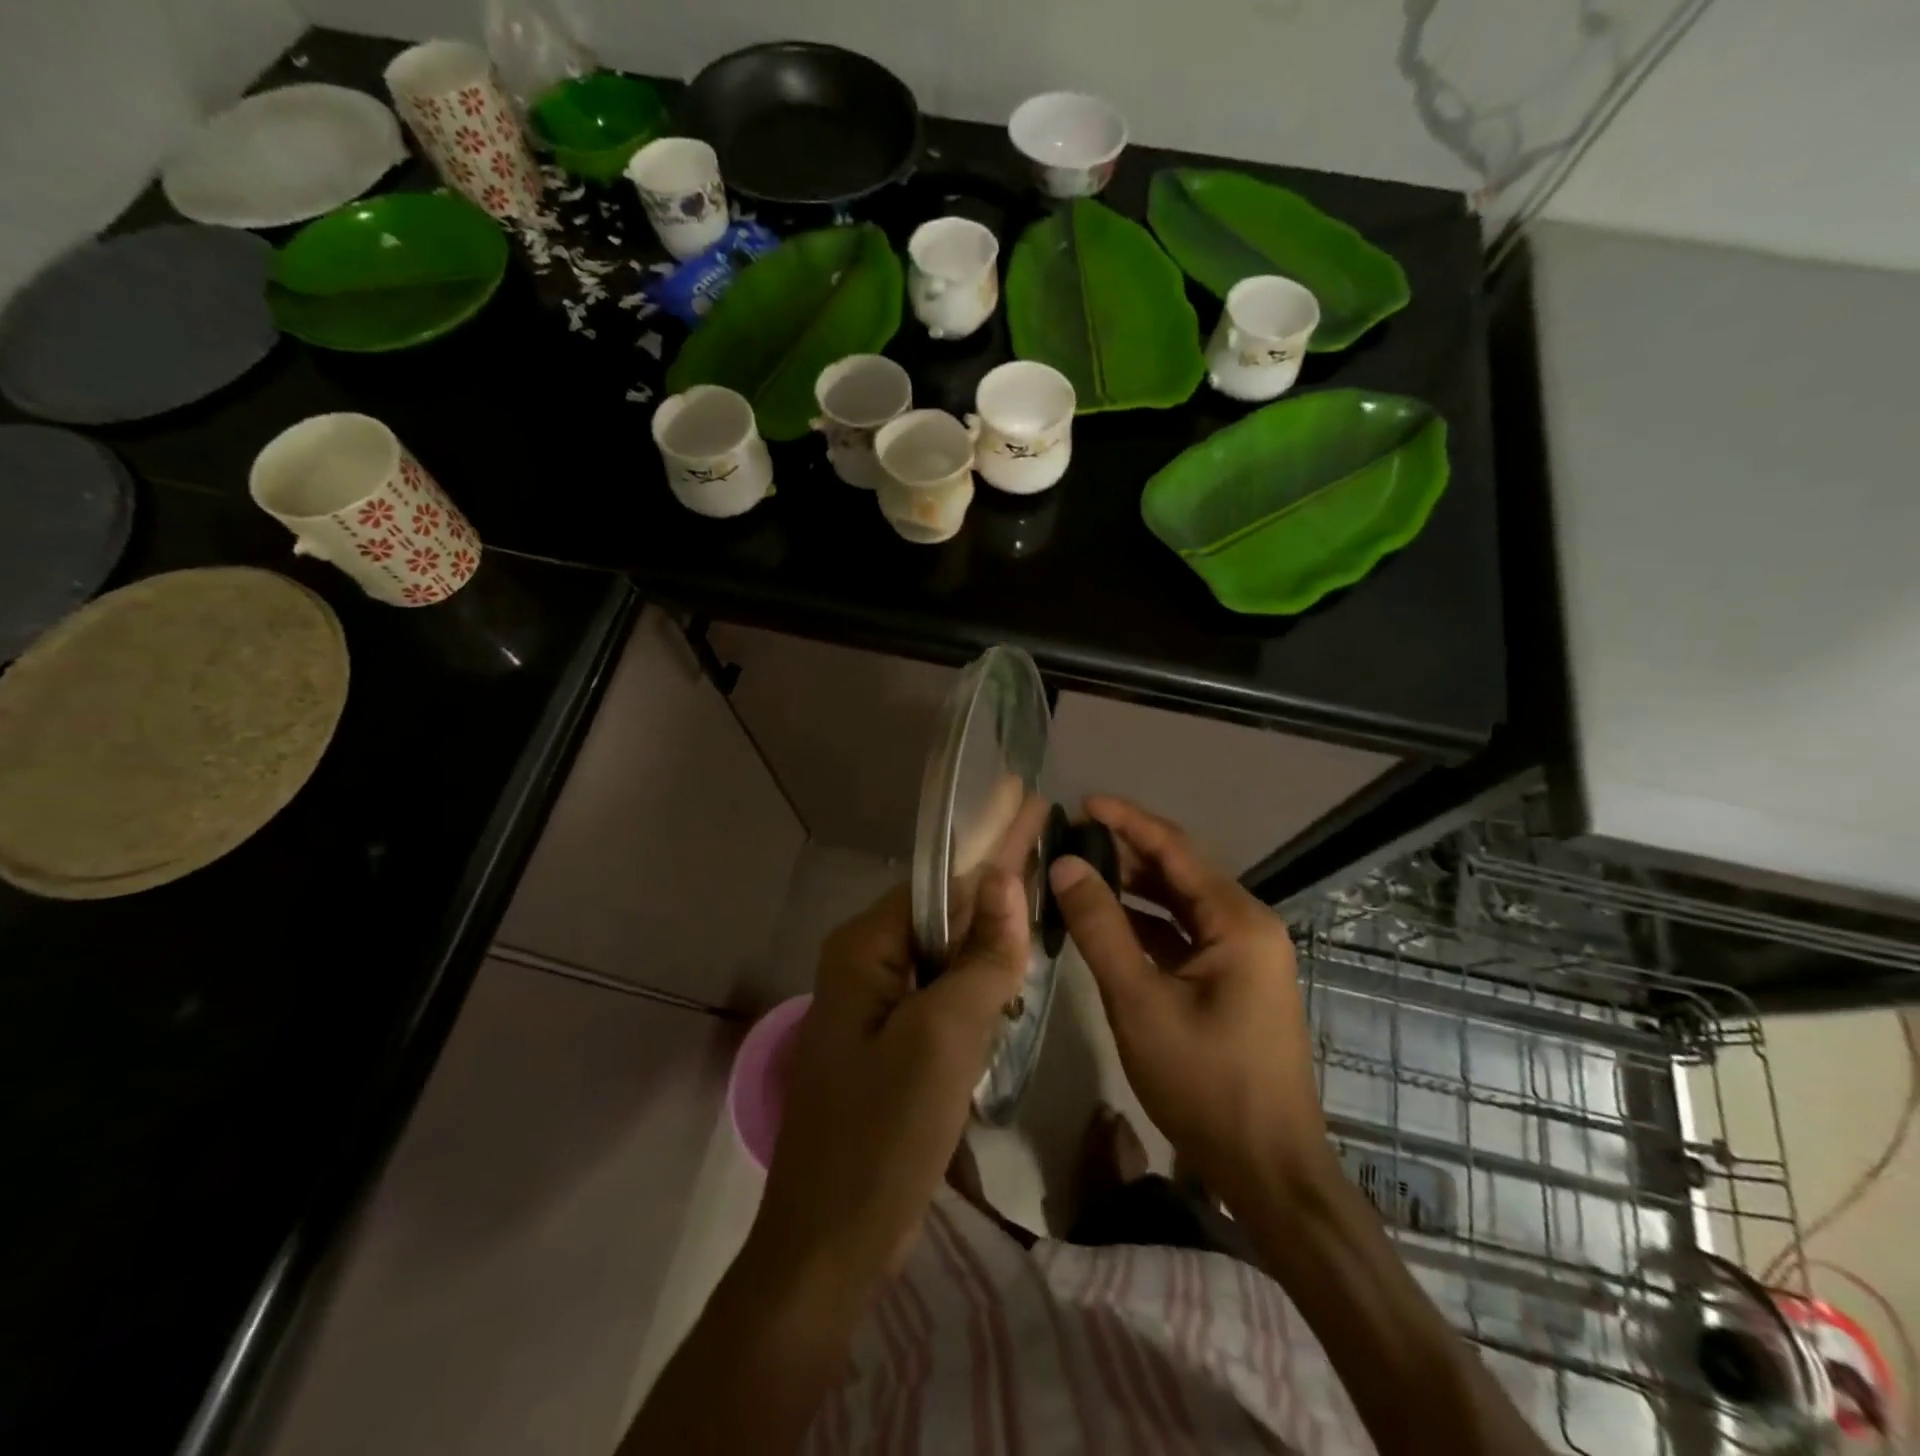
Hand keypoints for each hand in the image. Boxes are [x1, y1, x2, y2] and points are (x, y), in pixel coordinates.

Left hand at [746, 870, 1029, 1308]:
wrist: (830, 1246)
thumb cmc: (883, 1134)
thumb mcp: (942, 1038)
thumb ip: (981, 958)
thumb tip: (1006, 876)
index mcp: (863, 949)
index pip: (939, 882)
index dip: (990, 848)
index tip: (1035, 811)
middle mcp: (865, 966)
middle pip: (943, 914)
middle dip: (995, 887)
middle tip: (1049, 847)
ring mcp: (877, 1008)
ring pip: (947, 956)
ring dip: (991, 937)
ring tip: (1042, 897)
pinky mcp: (892, 1045)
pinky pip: (943, 995)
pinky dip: (980, 982)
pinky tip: (1015, 970)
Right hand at [1048, 797, 1331, 1203]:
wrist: (1268, 1170)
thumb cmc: (1205, 1083)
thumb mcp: (1139, 1002)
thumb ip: (1100, 928)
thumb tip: (1064, 864)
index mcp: (1238, 920)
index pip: (1174, 849)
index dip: (1126, 821)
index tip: (1081, 803)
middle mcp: (1247, 925)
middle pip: (1178, 873)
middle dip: (1124, 855)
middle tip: (1069, 842)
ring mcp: (1244, 955)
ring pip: (1179, 906)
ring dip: (1132, 890)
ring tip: (1078, 875)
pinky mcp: (1233, 981)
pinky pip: (1184, 937)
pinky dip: (1146, 927)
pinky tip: (1107, 925)